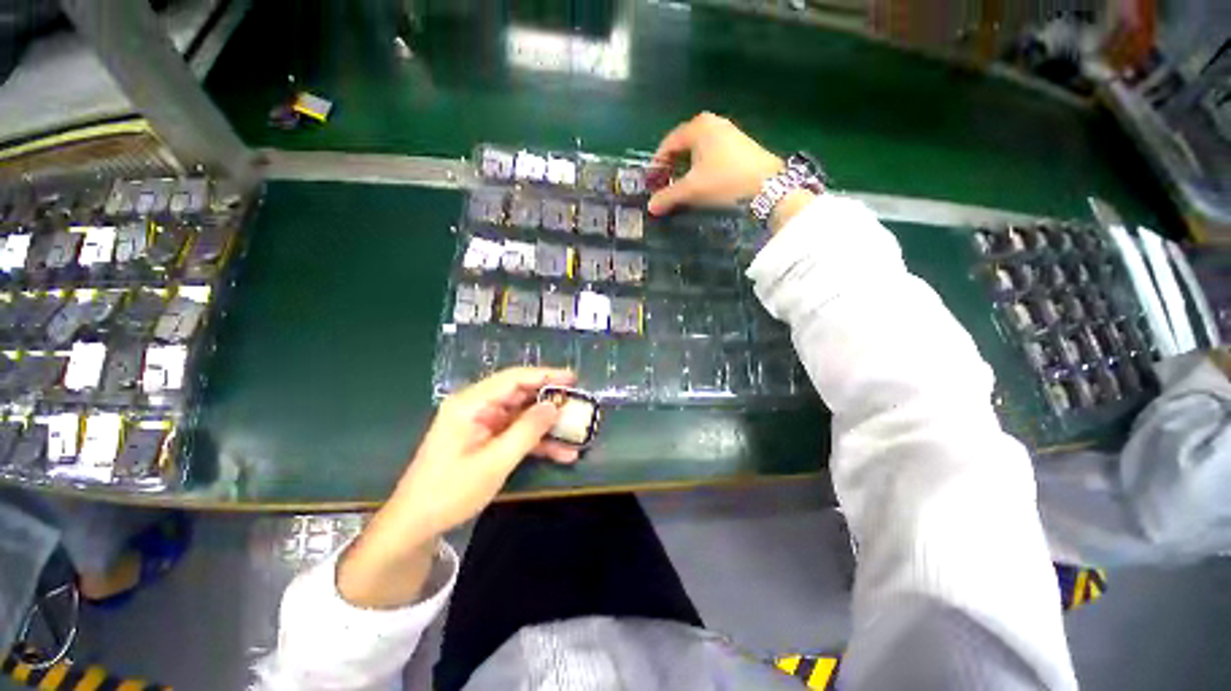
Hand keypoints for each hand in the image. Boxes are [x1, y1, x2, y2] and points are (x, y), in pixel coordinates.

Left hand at [339, 367, 575, 607]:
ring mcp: (483, 424)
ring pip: (523, 415)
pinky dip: (538, 442)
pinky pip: (517, 433)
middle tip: (579, 404)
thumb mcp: (494, 462)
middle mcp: (477, 407)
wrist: (416, 524)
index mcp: (471, 404)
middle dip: (550, 400)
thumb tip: (554, 405)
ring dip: (548, 425)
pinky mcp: (487, 439)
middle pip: (521, 395)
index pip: (514, 379)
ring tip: (577, 431)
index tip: (573, 378)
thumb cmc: (450, 492)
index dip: (545, 375)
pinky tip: (562, 453)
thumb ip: (526, 431)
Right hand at [647, 112, 783, 215]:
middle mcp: (712, 123)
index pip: (668, 144)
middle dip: (671, 167)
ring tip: (681, 188)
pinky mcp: (739, 146)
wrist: (768, 186)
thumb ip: (668, 196)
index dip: (657, 164)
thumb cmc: (724, 181)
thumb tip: (650, 207)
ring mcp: (728, 133)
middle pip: (682, 146)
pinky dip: (701, 168)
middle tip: (664, 186)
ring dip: (686, 169)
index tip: (651, 183)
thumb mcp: (692, 190)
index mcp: (697, 127)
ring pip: (697, 151)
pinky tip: (702, 184)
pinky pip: (710, 155)